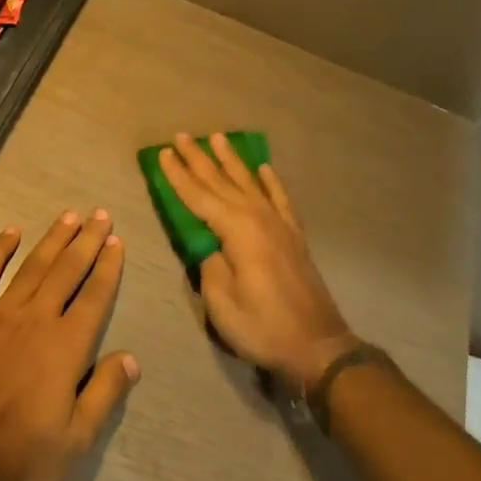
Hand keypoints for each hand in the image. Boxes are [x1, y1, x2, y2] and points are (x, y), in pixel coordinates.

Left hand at [0, 210, 139, 480]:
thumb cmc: (17, 461)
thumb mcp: (76, 441)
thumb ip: (105, 394)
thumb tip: (131, 358)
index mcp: (66, 347)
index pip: (95, 296)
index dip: (108, 267)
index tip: (116, 241)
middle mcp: (36, 321)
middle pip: (67, 271)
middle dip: (86, 241)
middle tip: (100, 214)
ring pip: (31, 267)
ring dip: (52, 239)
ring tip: (69, 215)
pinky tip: (10, 232)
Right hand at [157, 133, 355, 392]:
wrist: (317, 344)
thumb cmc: (263, 327)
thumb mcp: (221, 302)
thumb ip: (209, 266)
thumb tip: (209, 246)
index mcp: (237, 231)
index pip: (199, 197)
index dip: (179, 176)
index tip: (163, 154)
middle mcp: (258, 218)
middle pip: (222, 182)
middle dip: (199, 159)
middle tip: (182, 136)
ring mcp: (279, 224)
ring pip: (250, 182)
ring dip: (231, 160)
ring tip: (218, 138)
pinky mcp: (293, 236)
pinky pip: (280, 198)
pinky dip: (271, 181)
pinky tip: (264, 168)